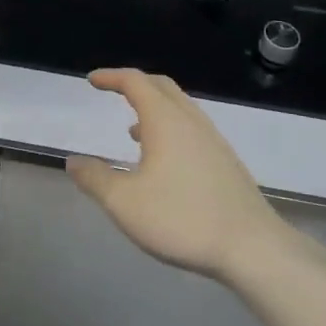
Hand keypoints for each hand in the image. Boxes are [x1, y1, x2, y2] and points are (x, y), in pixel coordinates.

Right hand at [67, 68, 290, 280]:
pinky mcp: (225, 161)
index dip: (111, 77)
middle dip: (134, 84)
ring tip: (132, 130)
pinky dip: (170, 128)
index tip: (92, 81)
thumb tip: (73, 161)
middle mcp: (190, 120)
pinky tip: (164, 161)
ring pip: (179, 108)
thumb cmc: (182, 218)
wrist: (252, 247)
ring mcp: (212, 139)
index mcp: (165, 119)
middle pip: (160, 86)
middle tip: (113, 92)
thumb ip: (95, 179)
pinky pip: (191, 128)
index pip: (134, 82)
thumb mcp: (125, 203)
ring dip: (153, 108)